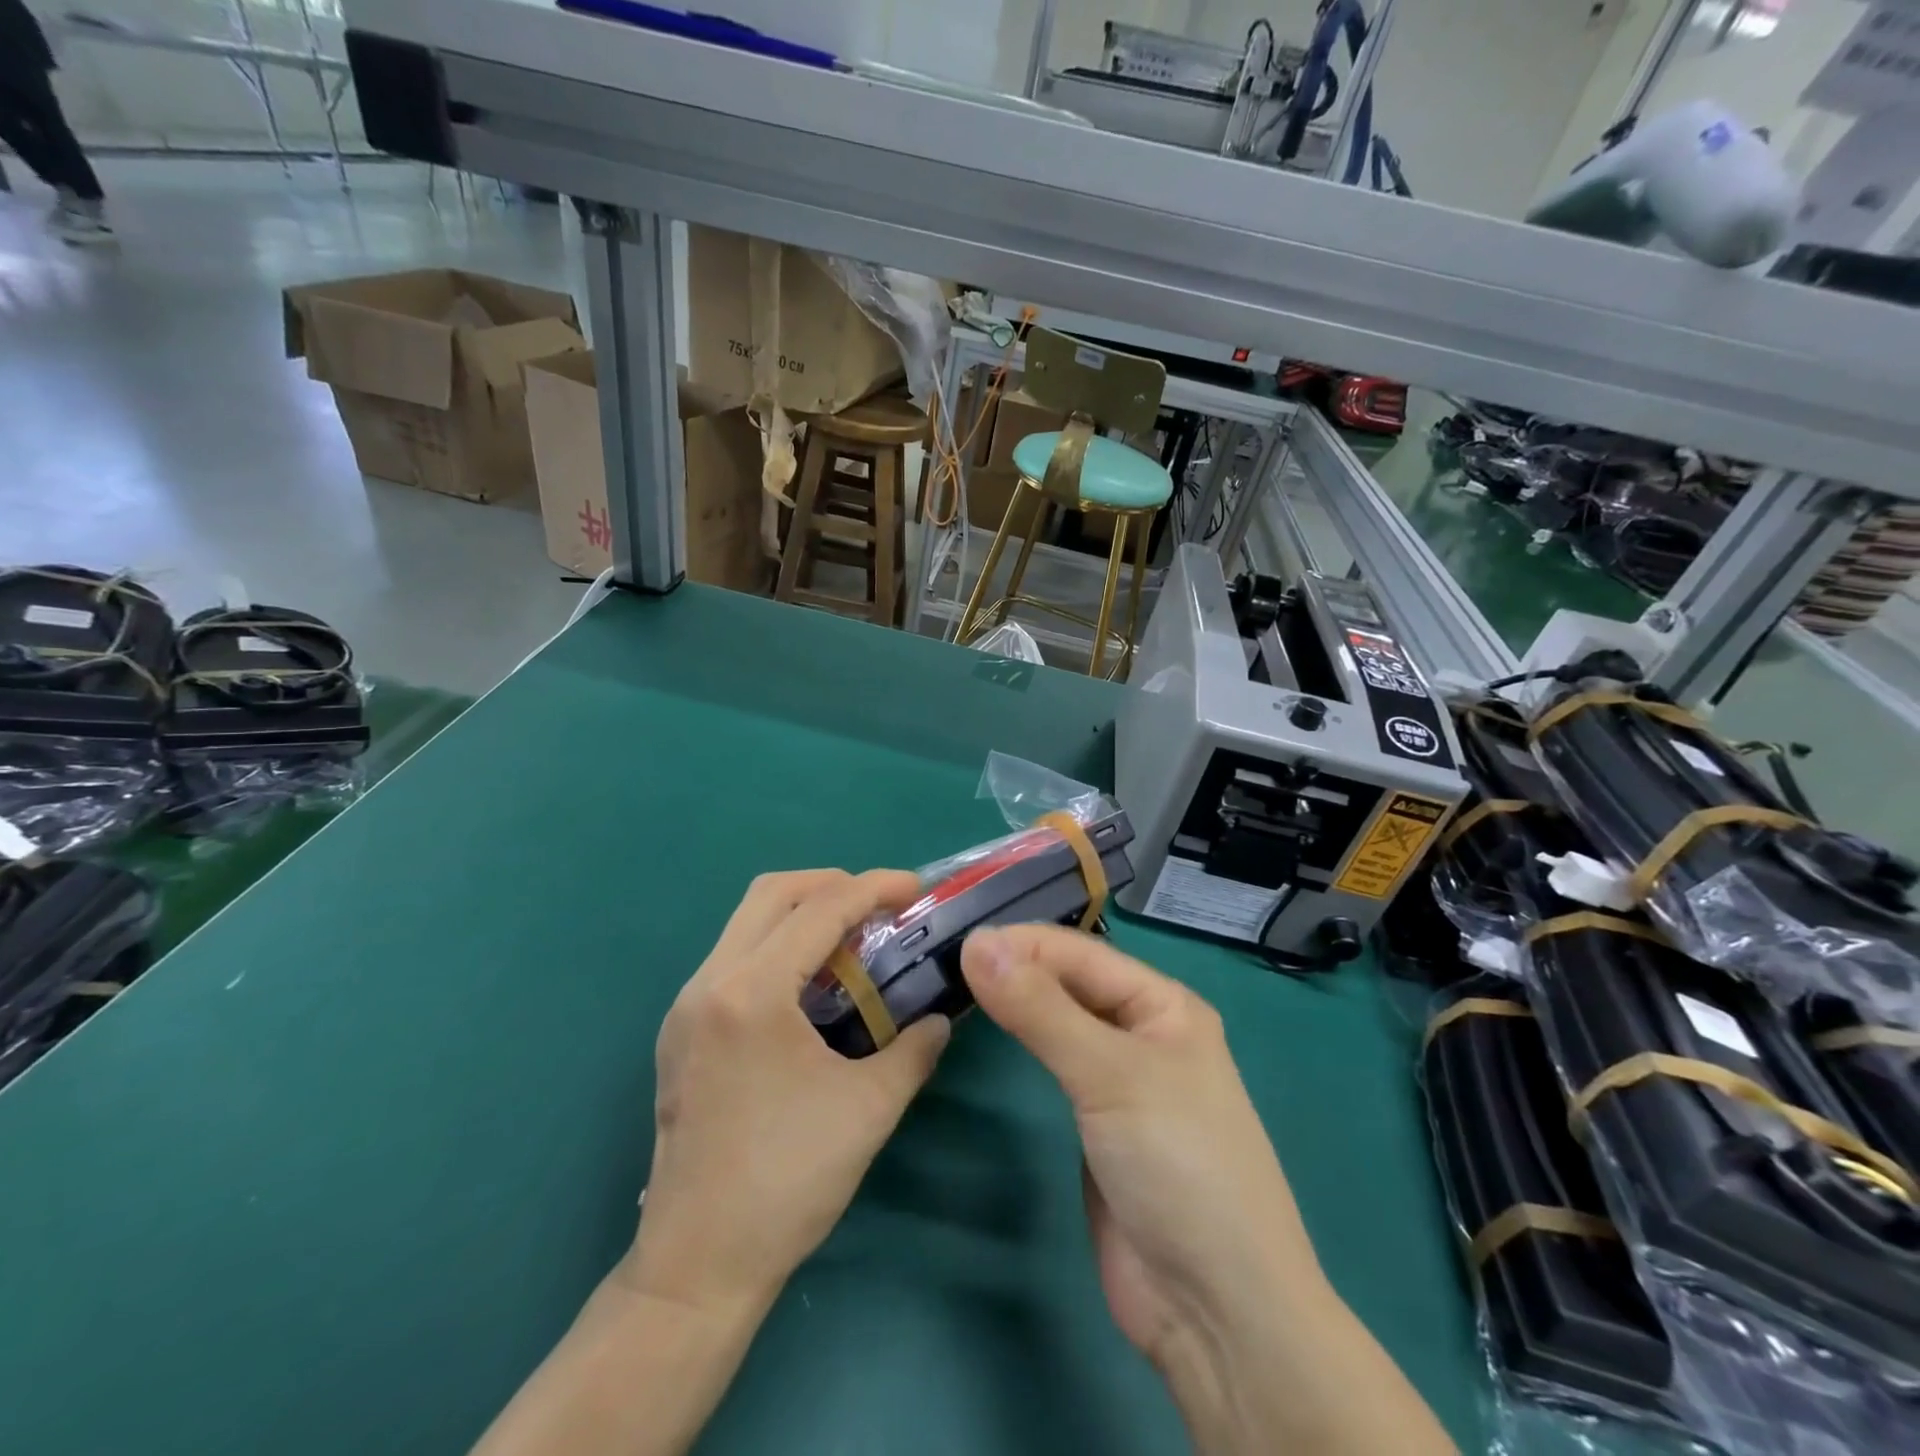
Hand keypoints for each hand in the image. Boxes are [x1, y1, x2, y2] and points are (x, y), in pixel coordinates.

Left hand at [624, 870, 950, 1319]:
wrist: (698, 1265)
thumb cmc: (787, 1182)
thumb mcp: (869, 1109)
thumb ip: (914, 1050)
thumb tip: (940, 1019)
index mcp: (751, 994)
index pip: (820, 910)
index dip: (874, 888)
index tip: (915, 889)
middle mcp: (709, 983)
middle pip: (770, 893)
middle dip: (832, 884)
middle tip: (880, 905)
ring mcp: (686, 1006)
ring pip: (746, 921)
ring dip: (802, 913)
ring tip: (852, 940)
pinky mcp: (680, 1030)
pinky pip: (733, 956)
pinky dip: (777, 946)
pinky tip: (811, 984)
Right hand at [961, 926, 1452, 1455]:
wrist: (1214, 1312)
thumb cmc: (1177, 1168)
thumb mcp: (1110, 1076)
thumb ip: (1040, 1009)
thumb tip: (976, 943)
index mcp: (1163, 1004)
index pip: (1079, 954)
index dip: (1020, 943)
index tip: (954, 942)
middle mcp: (1142, 1030)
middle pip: (1068, 982)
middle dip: (1014, 967)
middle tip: (943, 960)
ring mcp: (1118, 1078)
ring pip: (1058, 1019)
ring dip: (1014, 1000)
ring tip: (952, 982)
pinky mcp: (1096, 1120)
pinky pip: (1053, 1062)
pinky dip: (1021, 1039)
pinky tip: (987, 1027)